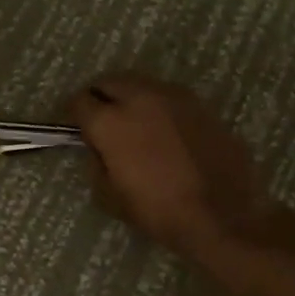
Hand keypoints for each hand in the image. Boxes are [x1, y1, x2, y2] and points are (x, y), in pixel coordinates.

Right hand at [69, 73, 280, 254]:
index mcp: (111, 121)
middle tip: (98, 117)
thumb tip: (98, 150)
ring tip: (131, 120)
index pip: (79, 101)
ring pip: (140, 84)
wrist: (223, 214)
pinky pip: (167, 96)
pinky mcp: (200, 104)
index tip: (72, 125)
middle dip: (98, 95)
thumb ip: (96, 165)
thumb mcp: (111, 197)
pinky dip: (156, 105)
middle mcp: (140, 97)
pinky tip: (162, 128)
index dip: (71, 113)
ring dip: (129, 96)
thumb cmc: (160, 211)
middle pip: (109, 81)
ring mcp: (173, 96)